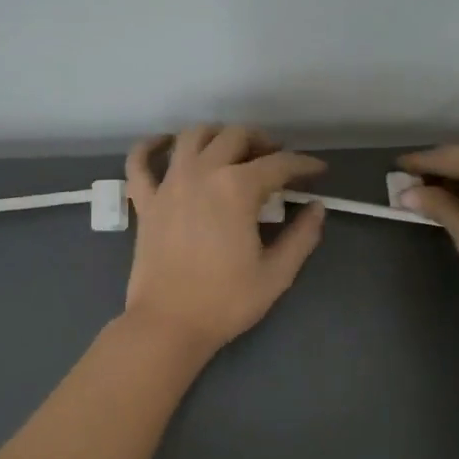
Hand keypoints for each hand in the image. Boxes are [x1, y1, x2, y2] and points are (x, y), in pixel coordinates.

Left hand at [121, 126, 326, 353]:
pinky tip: (166, 145)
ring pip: (192, 137)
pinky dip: (151, 146)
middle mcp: (202, 173)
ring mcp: (169, 184)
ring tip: (232, 149)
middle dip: (262, 142)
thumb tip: (316, 208)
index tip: (318, 172)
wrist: (169, 324)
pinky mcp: (146, 201)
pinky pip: (140, 162)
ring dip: (217, 135)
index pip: (279, 164)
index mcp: (237, 188)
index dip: (304, 165)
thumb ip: (302, 236)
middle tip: (276, 160)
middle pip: (235, 136)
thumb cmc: (226, 301)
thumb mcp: (277, 274)